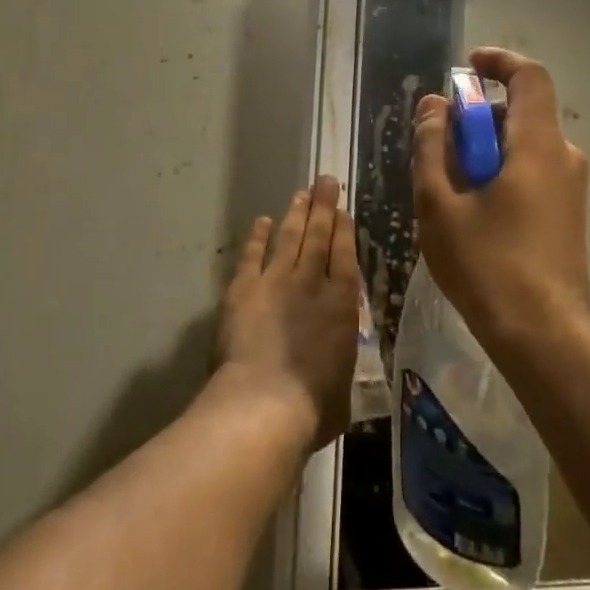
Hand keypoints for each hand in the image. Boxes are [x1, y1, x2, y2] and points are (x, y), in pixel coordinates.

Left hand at [213, 176, 359, 453]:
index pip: (345, 256)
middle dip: (323, 206)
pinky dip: (257, 237)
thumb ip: (338, 374)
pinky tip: (262, 221)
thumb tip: (336, 381)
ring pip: (289, 237)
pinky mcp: (244, 288)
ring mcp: (276, 281)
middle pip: (319, 235)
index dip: (343, 229)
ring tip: (301, 193)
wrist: (264, 404)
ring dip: (296, 213)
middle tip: (325, 180)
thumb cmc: (312, 409)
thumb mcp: (341, 394)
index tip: (342, 209)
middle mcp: (312, 283)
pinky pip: (253, 254)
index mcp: (342, 306)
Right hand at [412, 47, 589, 348]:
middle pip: (520, 112)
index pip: (530, 78)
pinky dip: (500, 170)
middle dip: (476, 116)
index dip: (499, 62)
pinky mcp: (568, 213)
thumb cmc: (487, 265)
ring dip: (484, 148)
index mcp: (537, 145)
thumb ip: (432, 147)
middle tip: (438, 144)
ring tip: (448, 185)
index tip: (466, 67)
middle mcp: (563, 157)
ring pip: (523, 144)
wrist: (543, 337)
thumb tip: (433, 106)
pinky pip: (532, 170)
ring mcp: (570, 187)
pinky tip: (472, 209)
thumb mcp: (440, 204)